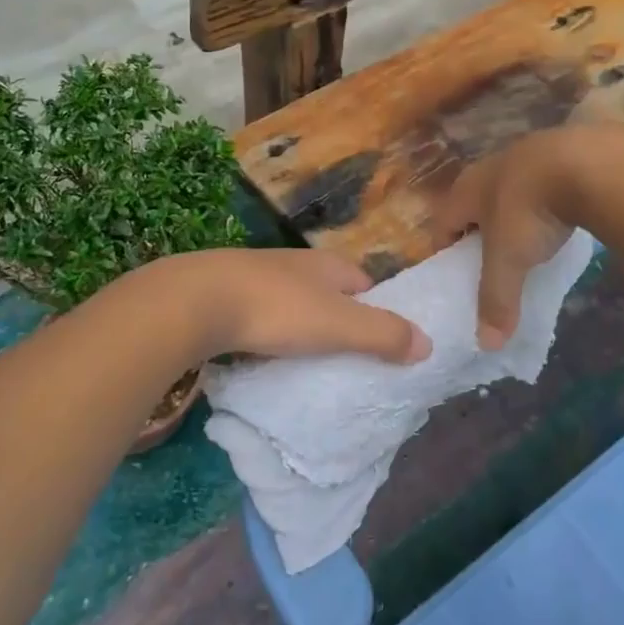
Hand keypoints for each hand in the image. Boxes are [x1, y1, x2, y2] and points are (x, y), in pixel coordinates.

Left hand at [170, 248, 431, 364]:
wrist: (195, 301)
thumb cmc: (277, 309)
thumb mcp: (339, 325)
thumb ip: (384, 335)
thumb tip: (428, 344)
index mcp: (327, 265)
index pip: (365, 283)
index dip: (378, 308)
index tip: (381, 341)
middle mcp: (295, 263)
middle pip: (328, 292)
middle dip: (338, 319)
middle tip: (345, 358)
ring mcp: (256, 275)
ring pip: (292, 303)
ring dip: (300, 326)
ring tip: (305, 361)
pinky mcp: (225, 294)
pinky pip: (259, 315)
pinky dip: (267, 332)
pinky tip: (262, 353)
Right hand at [434, 131, 584, 349]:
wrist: (587, 161)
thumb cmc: (530, 211)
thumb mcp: (509, 261)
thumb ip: (497, 300)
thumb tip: (487, 345)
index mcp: (466, 190)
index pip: (443, 222)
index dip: (446, 250)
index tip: (456, 275)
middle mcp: (489, 167)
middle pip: (475, 204)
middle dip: (480, 231)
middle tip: (493, 262)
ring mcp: (527, 153)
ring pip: (511, 190)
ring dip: (515, 213)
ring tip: (530, 242)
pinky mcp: (563, 151)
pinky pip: (545, 182)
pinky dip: (548, 201)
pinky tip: (563, 217)